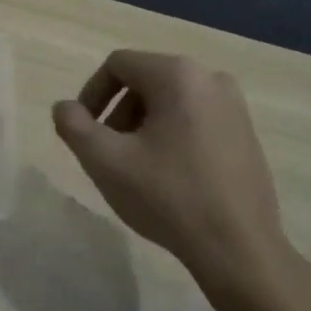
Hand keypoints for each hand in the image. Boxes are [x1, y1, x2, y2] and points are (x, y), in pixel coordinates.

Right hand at [52, 50, 291, 288]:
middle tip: (107, 152)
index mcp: (178, 75)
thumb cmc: (166, 197)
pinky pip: (195, 118)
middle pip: (145, 80)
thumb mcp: (105, 161)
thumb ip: (73, 126)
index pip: (118, 64)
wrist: (237, 245)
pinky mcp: (246, 132)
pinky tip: (167, 175)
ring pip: (170, 100)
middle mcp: (210, 78)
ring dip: (141, 124)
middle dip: (117, 112)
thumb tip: (64, 107)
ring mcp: (235, 105)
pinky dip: (170, 134)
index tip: (83, 131)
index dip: (90, 94)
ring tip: (135, 166)